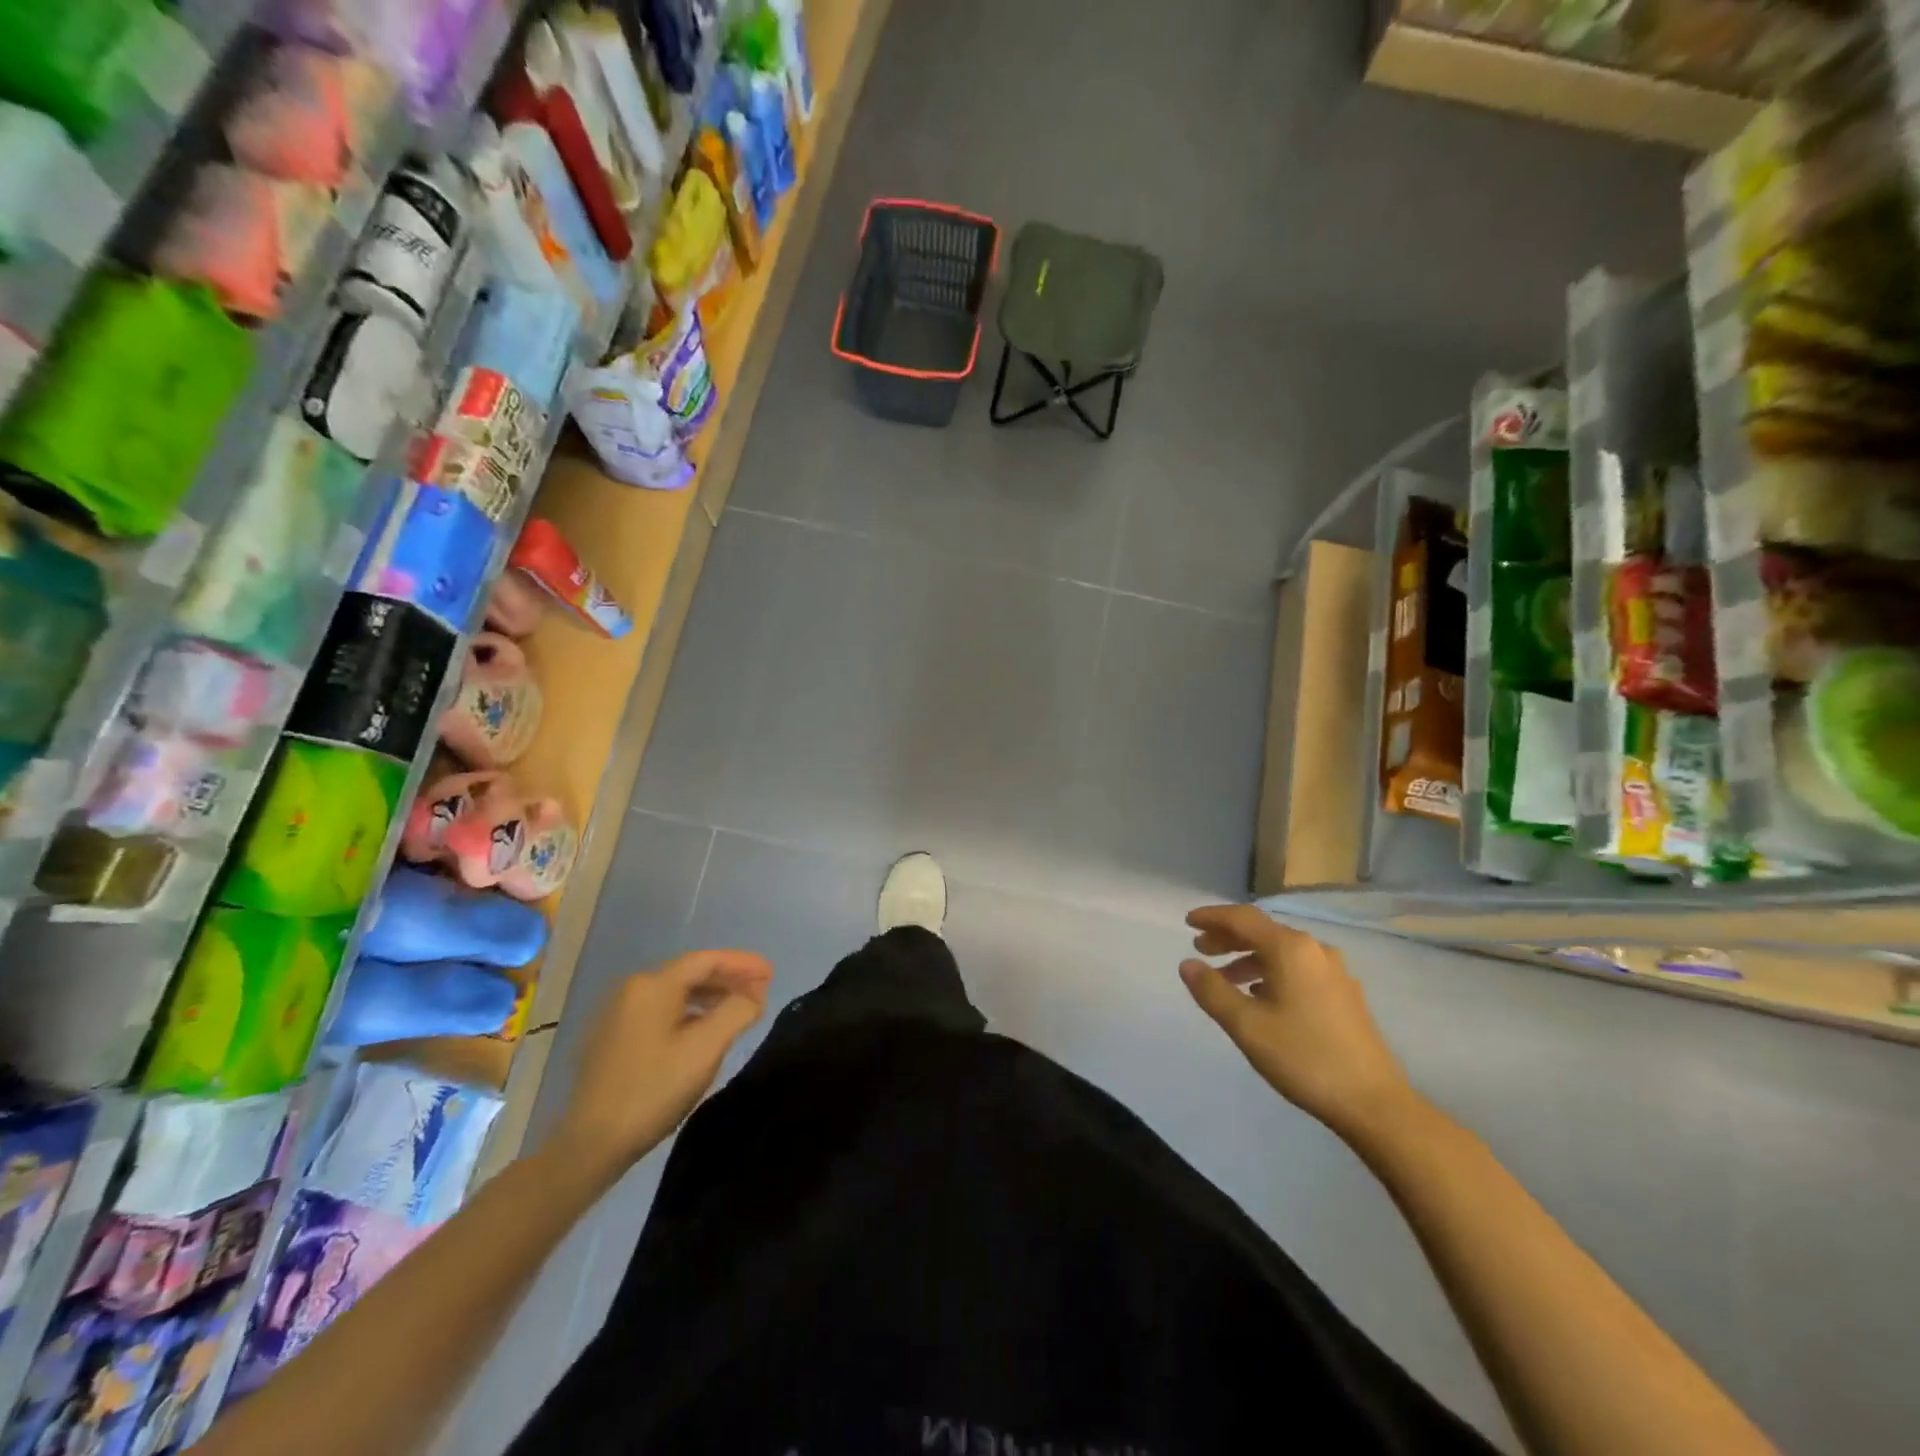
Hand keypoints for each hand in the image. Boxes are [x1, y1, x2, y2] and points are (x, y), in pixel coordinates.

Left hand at [548, 949, 772, 1187]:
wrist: (590, 1144)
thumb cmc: (654, 1089)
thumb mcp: (706, 1048)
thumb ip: (737, 1011)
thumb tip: (754, 994)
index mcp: (653, 985)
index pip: (707, 960)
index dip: (742, 963)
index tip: (771, 973)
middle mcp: (631, 989)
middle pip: (689, 973)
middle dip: (728, 979)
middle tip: (760, 990)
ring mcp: (616, 1014)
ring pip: (674, 993)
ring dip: (709, 997)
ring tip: (737, 1009)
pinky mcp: (610, 1039)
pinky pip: (659, 1012)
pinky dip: (687, 1013)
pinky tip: (701, 1031)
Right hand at [1180, 905, 1417, 1141]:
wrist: (1373, 1102)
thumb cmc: (1304, 1057)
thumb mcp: (1246, 1025)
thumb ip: (1212, 990)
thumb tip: (1187, 964)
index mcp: (1291, 949)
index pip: (1243, 918)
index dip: (1212, 917)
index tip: (1187, 921)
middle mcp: (1314, 950)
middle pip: (1263, 931)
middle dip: (1228, 938)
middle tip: (1200, 949)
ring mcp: (1334, 972)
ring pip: (1281, 952)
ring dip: (1248, 958)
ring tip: (1224, 978)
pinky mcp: (1344, 994)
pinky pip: (1297, 968)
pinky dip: (1270, 972)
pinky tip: (1259, 996)